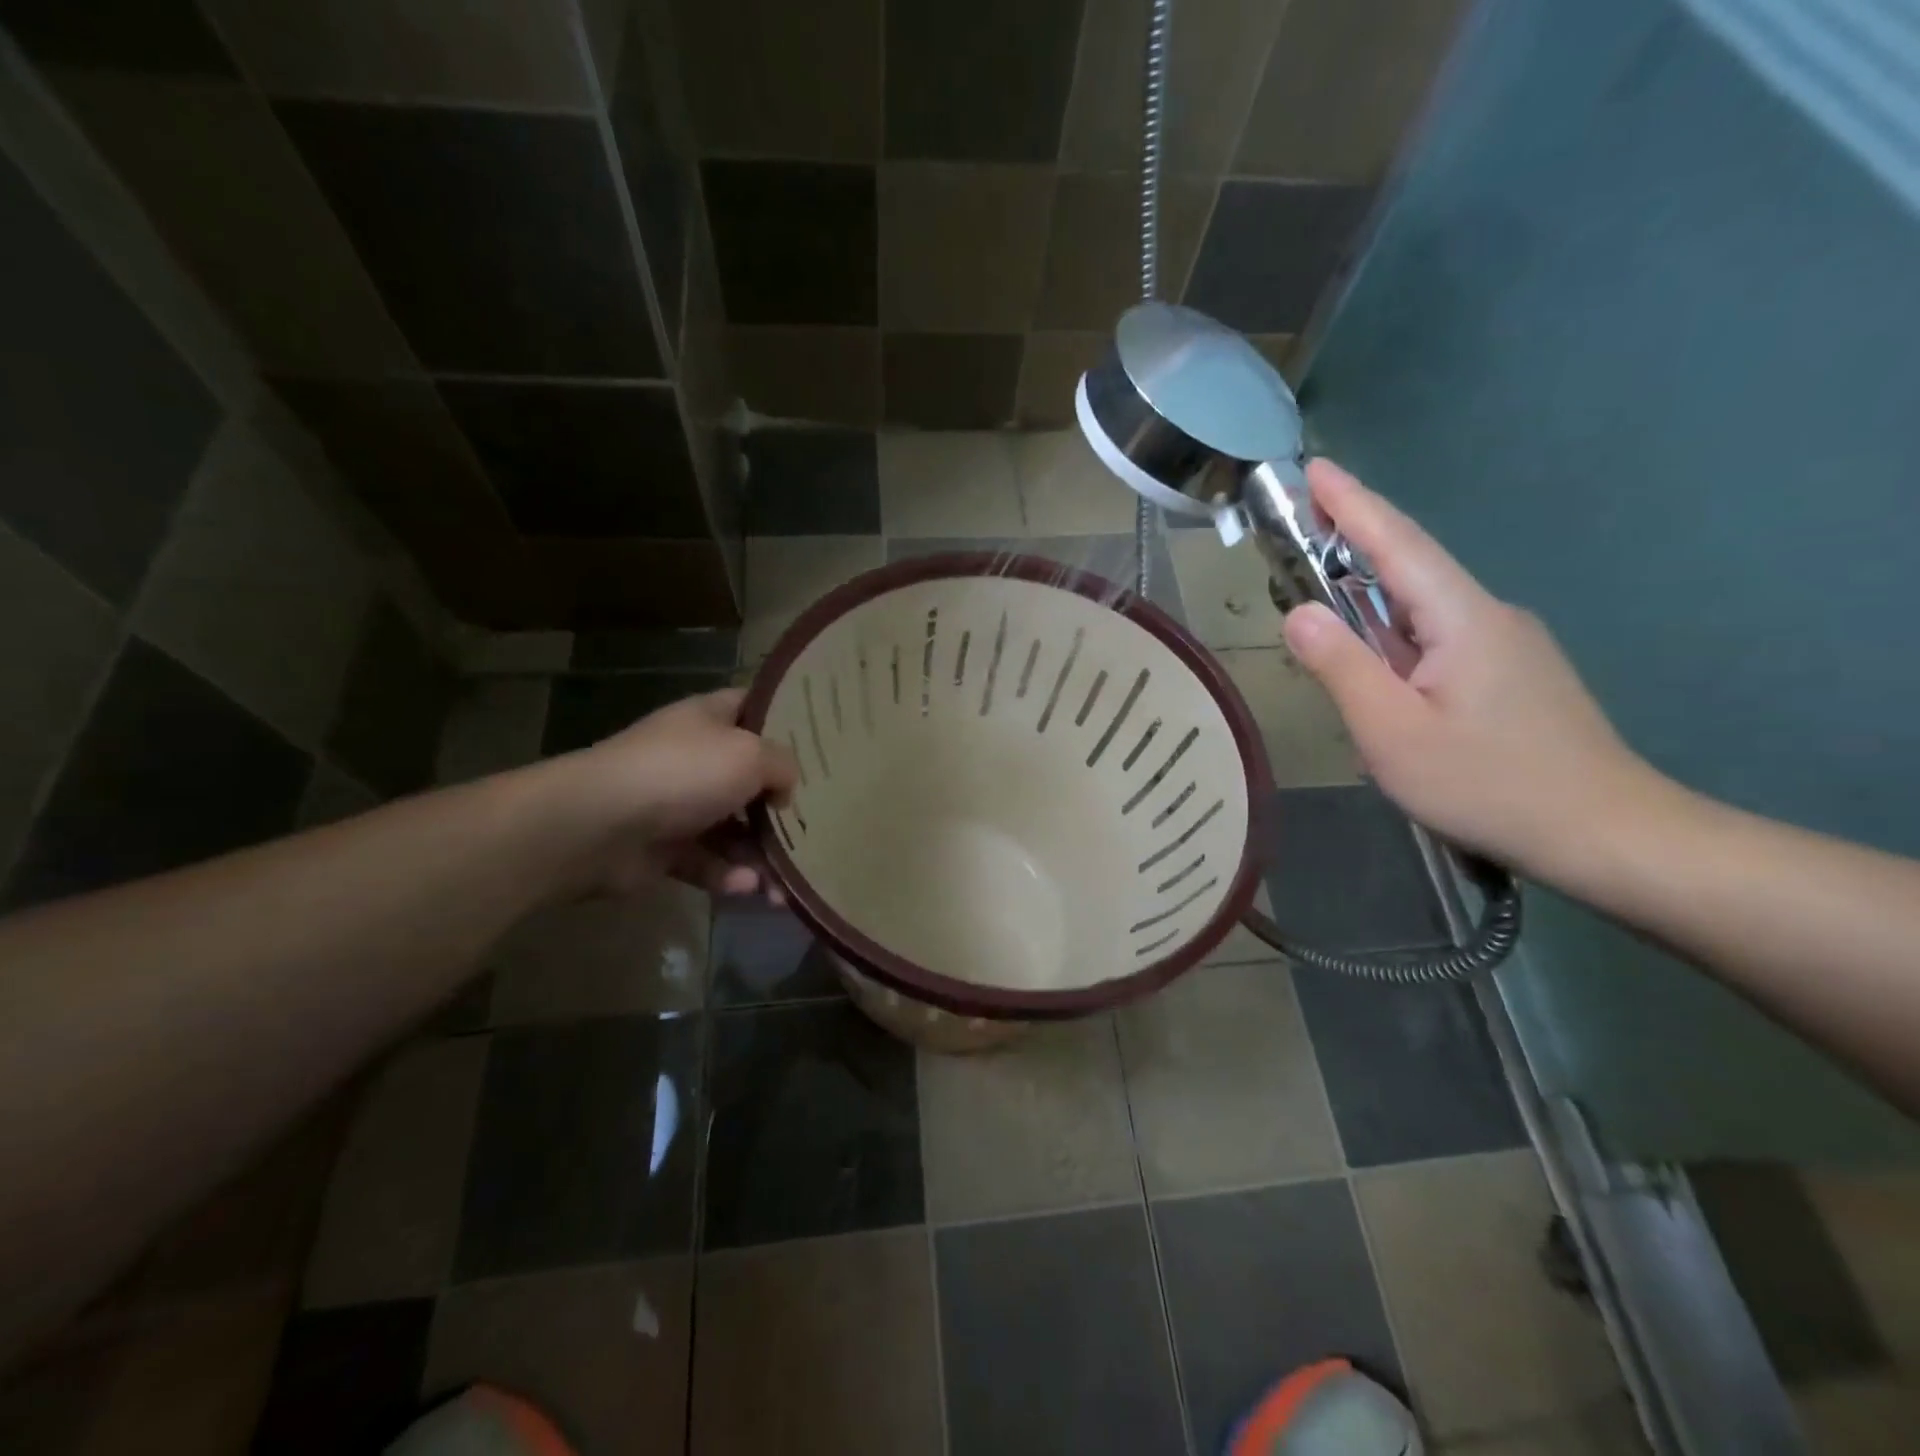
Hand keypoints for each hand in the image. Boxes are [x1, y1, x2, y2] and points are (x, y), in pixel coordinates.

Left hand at [565, 688, 797, 898]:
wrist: (597, 826)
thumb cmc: (681, 773)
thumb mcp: (750, 754)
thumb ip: (783, 765)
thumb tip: (785, 790)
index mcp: (709, 719)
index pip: (753, 707)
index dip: (785, 720)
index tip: (822, 741)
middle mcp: (693, 757)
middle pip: (749, 777)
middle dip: (781, 805)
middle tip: (817, 825)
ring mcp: (677, 804)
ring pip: (733, 829)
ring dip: (761, 855)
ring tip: (786, 884)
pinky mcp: (664, 849)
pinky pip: (708, 862)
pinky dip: (730, 875)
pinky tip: (750, 889)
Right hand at [1280, 459, 1665, 880]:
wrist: (1604, 832)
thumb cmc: (1487, 783)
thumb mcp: (1392, 731)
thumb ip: (1342, 667)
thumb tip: (1298, 613)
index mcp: (1461, 618)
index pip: (1398, 544)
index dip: (1353, 504)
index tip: (1314, 469)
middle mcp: (1489, 616)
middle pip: (1413, 566)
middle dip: (1356, 538)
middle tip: (1302, 523)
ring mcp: (1507, 645)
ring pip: (1424, 607)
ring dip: (1372, 593)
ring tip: (1323, 601)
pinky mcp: (1511, 674)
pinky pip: (1439, 637)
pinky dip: (1395, 632)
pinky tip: (1377, 667)